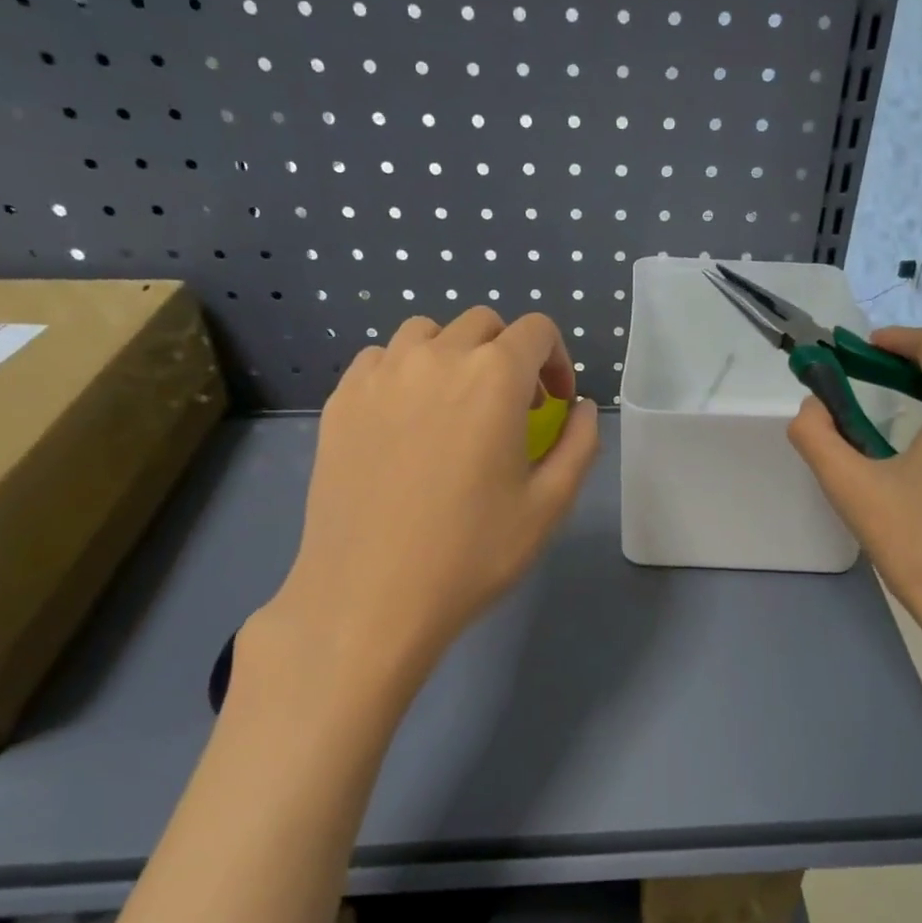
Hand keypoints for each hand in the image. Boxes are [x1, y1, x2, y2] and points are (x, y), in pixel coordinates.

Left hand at [246, 309, 599, 716]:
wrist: (369, 597)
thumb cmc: (471, 554)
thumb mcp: (549, 504)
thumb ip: (579, 443)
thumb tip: (580, 407)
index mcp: (494, 377)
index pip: (537, 330)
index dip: (556, 360)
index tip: (554, 402)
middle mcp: (436, 358)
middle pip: (482, 324)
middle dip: (508, 356)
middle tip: (510, 409)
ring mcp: (380, 375)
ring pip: (426, 333)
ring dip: (454, 356)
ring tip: (455, 407)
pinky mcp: (341, 401)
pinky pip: (380, 360)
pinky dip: (404, 373)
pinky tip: (406, 422)